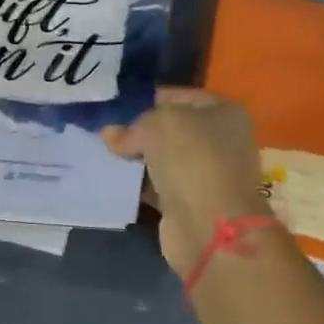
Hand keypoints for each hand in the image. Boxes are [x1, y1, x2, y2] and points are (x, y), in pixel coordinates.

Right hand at [103, 89, 274, 276]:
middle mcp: (218, 141)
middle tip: (102, 131)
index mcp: (223, 112)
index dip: (146, 99)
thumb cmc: (192, 159)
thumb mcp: (158, 124)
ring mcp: (204, 174)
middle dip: (136, 131)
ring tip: (100, 153)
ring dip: (133, 158)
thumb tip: (112, 135)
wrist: (209, 226)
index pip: (177, 97)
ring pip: (160, 158)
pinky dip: (135, 183)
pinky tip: (111, 178)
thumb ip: (133, 125)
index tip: (114, 107)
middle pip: (168, 129)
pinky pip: (155, 185)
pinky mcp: (188, 202)